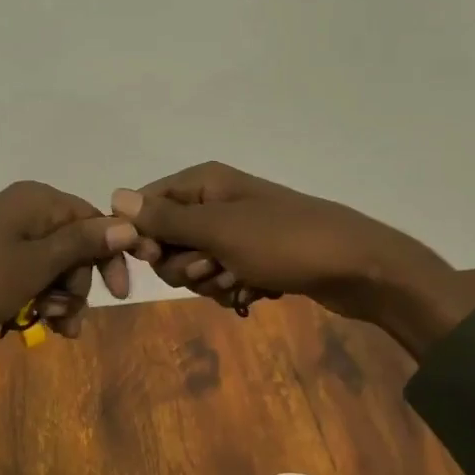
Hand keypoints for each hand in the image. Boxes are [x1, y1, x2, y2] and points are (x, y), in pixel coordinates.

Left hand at [0, 181, 136, 393]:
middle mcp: (21, 211)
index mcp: (38, 202)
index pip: (94, 221)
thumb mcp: (35, 264)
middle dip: (77, 286)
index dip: (110, 257)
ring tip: (48, 328)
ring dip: (56, 299)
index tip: (119, 296)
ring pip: (49, 266)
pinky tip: (25, 326)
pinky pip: (23, 276)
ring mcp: (0, 234)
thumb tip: (129, 223)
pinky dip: (31, 299)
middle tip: (66, 320)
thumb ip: (82, 244)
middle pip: (72, 246)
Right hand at [110, 163, 474, 357]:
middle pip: (167, 239)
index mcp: (204, 182)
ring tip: (241, 281)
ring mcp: (236, 231)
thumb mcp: (219, 231)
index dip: (143, 236)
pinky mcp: (254, 258)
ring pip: (193, 265)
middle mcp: (216, 201)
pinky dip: (233, 290)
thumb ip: (165, 219)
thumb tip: (115, 197)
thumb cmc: (285, 243)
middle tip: (214, 268)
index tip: (154, 258)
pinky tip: (255, 293)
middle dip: (184, 265)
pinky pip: (222, 277)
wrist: (359, 268)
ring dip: (211, 281)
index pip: (145, 205)